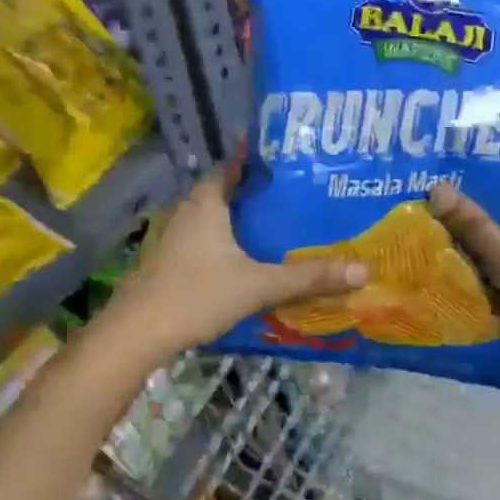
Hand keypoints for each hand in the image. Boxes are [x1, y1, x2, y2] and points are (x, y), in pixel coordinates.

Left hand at [110, 165, 365, 359]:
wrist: (134, 336)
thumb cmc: (195, 296)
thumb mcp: (259, 285)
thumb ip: (309, 277)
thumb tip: (364, 270)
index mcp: (207, 203)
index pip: (234, 166)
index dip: (260, 162)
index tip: (292, 165)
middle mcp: (188, 212)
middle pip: (227, 193)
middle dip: (259, 195)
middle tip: (299, 198)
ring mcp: (174, 239)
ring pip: (215, 220)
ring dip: (243, 222)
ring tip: (283, 227)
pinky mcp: (169, 263)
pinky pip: (206, 242)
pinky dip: (228, 244)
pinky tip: (251, 261)